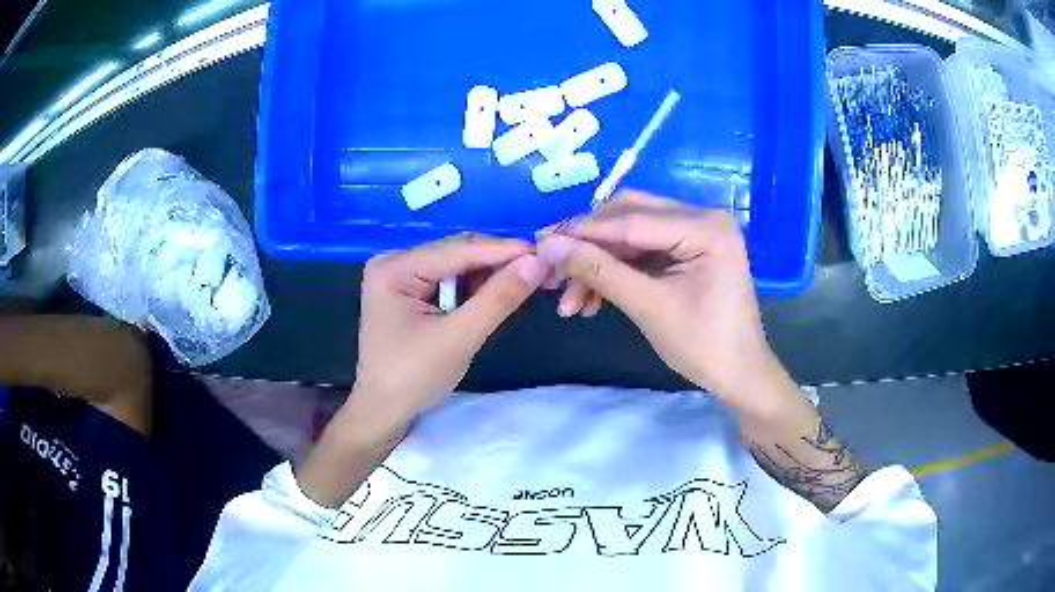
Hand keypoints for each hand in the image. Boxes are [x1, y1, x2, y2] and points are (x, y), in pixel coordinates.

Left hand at [353, 235, 549, 428]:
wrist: (383, 412)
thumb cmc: (413, 378)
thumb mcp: (459, 338)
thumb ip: (498, 299)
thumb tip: (537, 263)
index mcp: (395, 267)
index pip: (459, 249)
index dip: (505, 251)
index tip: (547, 255)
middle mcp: (395, 261)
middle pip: (457, 254)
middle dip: (499, 263)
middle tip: (543, 271)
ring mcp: (400, 276)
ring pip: (457, 266)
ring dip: (490, 276)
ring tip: (528, 282)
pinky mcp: (408, 292)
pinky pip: (449, 281)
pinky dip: (475, 289)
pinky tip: (498, 295)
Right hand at [537, 191, 794, 418]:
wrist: (738, 375)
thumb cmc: (703, 345)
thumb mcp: (648, 307)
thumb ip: (598, 271)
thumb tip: (547, 245)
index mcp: (705, 227)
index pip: (631, 220)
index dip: (582, 232)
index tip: (539, 241)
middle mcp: (702, 217)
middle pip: (628, 217)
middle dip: (588, 247)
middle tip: (552, 270)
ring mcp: (695, 232)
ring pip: (629, 236)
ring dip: (598, 264)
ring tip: (569, 301)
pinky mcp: (687, 250)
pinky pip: (641, 251)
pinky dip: (615, 271)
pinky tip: (591, 299)